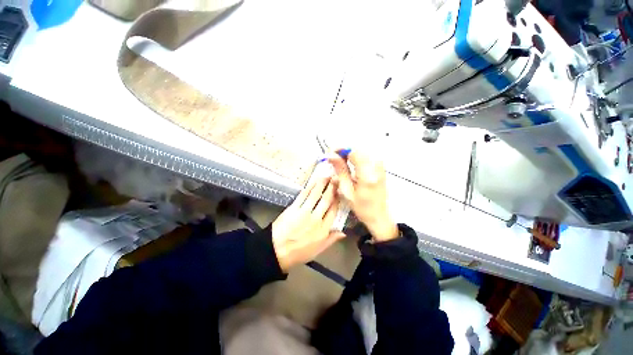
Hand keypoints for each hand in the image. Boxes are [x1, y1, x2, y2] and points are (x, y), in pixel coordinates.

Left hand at [272, 177, 345, 271]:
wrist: (277, 251)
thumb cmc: (298, 252)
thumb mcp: (318, 250)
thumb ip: (331, 239)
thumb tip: (343, 232)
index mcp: (323, 229)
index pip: (333, 211)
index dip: (338, 200)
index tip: (340, 191)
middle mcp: (316, 218)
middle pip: (326, 200)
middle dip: (332, 188)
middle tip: (336, 178)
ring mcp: (304, 212)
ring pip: (316, 195)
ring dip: (322, 184)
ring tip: (327, 176)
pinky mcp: (294, 207)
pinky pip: (304, 195)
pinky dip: (310, 187)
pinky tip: (314, 182)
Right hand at [329, 150, 398, 241]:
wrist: (379, 215)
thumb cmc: (362, 207)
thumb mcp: (347, 191)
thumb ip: (340, 170)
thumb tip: (331, 155)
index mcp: (367, 175)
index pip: (354, 152)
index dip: (340, 149)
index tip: (330, 153)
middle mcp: (377, 167)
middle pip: (358, 149)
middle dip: (344, 151)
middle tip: (333, 158)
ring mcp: (381, 165)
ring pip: (362, 150)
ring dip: (349, 154)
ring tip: (340, 162)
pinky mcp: (381, 166)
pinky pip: (366, 155)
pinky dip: (356, 157)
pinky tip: (349, 164)